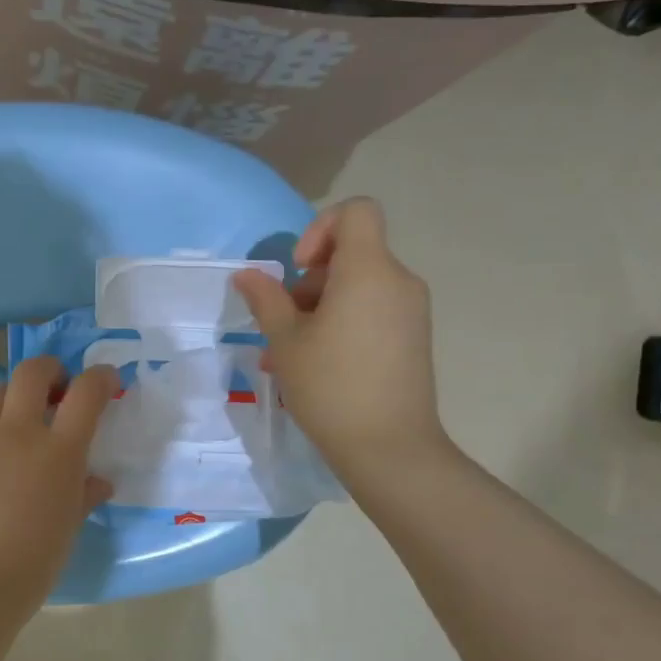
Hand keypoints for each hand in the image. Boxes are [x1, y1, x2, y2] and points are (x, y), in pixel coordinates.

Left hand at [0, 356, 118, 602]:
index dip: (99, 378)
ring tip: (11, 441)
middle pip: (30, 373)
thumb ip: (82, 496)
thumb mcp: (67, 531)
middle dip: (48, 369)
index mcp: (56, 452)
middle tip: (54, 388)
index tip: (103, 379)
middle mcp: (14, 434)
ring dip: (10, 408)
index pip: (85, 393)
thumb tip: (96, 481)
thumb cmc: (29, 568)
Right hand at [233, 198, 454, 484]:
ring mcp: (411, 312)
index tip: (298, 271)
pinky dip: (342, 324)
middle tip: (283, 323)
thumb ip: (266, 299)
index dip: (320, 228)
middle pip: (352, 254)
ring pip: (358, 287)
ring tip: (288, 353)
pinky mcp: (413, 338)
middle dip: (310, 280)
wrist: (390, 449)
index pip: (356, 211)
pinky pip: (372, 312)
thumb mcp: (286, 342)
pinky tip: (315, 364)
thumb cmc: (331, 387)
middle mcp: (398, 281)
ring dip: (319, 308)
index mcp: (369, 271)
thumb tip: (248, 274)